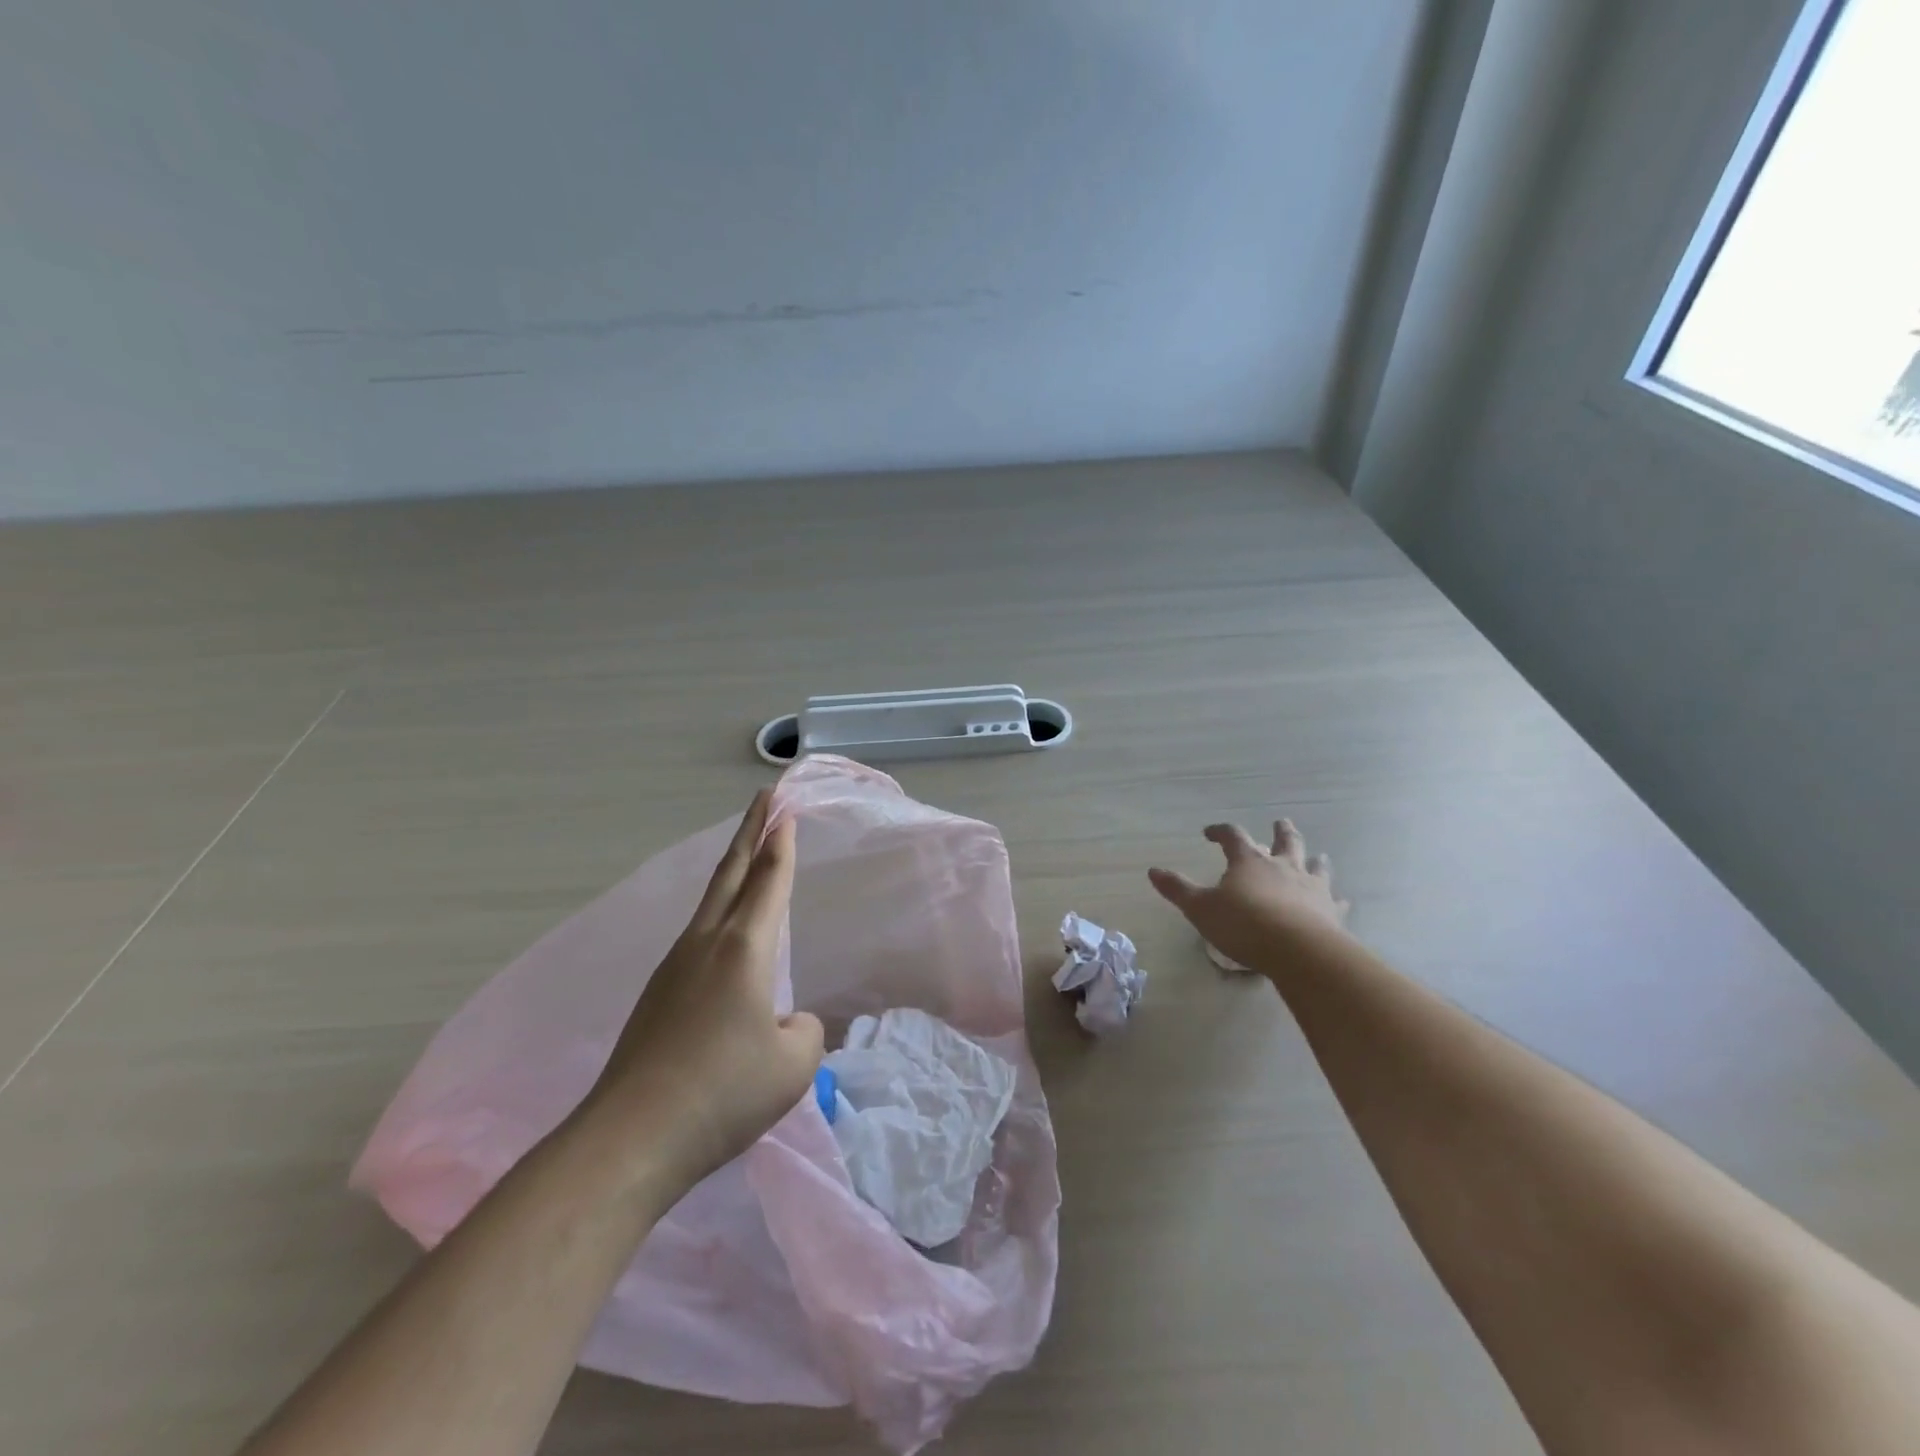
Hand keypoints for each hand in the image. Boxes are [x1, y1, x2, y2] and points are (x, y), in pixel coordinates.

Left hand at [583, 789, 824, 1194]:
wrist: (632, 1137)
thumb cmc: (724, 1092)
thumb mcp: (793, 1065)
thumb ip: (805, 1030)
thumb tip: (786, 1021)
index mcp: (744, 948)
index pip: (769, 880)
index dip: (781, 842)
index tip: (784, 807)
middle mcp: (706, 944)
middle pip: (730, 873)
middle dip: (751, 832)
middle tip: (765, 799)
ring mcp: (675, 967)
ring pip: (711, 902)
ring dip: (732, 871)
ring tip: (749, 858)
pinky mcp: (658, 994)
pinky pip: (698, 936)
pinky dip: (719, 912)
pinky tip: (726, 938)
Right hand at [1149, 819, 1352, 977]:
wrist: (1299, 951)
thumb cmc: (1244, 924)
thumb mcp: (1200, 908)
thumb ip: (1178, 890)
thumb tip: (1153, 871)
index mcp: (1249, 861)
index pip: (1233, 836)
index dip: (1220, 831)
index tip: (1209, 833)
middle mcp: (1282, 866)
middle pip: (1284, 841)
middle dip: (1280, 831)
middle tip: (1280, 822)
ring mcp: (1311, 887)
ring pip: (1314, 865)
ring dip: (1313, 859)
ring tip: (1315, 856)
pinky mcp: (1331, 911)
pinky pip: (1336, 901)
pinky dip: (1336, 899)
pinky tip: (1340, 900)